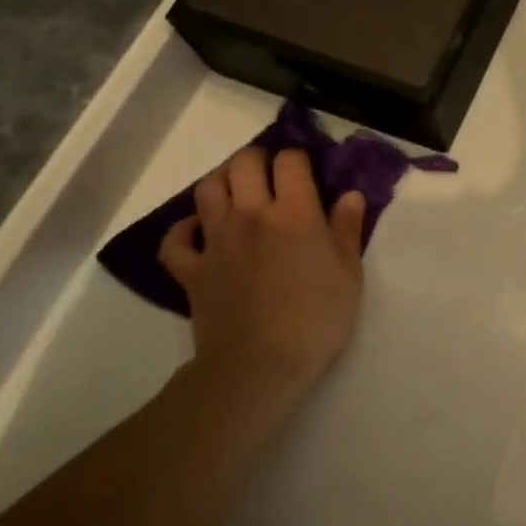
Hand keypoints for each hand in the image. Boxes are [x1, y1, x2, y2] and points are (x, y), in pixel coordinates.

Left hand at [159, 147, 366, 399]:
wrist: (259, 365)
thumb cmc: (316, 319)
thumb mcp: (350, 274)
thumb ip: (347, 229)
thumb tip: (350, 195)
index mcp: (295, 213)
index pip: (290, 161)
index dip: (299, 159)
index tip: (308, 173)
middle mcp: (252, 215)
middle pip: (243, 164)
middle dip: (258, 161)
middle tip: (271, 177)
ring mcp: (216, 241)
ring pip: (207, 189)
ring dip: (222, 182)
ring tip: (238, 193)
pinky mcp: (191, 269)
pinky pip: (175, 239)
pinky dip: (184, 229)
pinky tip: (199, 231)